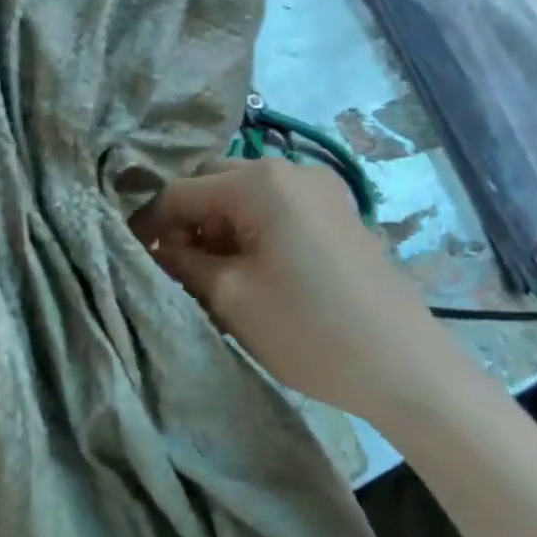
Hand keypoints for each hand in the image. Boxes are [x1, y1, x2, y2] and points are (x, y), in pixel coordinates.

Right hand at [130, 159, 474, 428]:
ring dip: (217, 228)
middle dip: (185, 222)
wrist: (405, 367)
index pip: (179, 191)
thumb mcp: (229, 297)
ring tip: (208, 274)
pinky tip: (247, 271)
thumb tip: (154, 247)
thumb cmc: (308, 329)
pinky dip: (249, 232)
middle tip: (173, 267)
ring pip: (244, 198)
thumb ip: (180, 262)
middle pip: (213, 185)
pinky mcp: (337, 213)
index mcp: (259, 182)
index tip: (131, 257)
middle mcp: (290, 170)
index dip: (148, 224)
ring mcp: (321, 189)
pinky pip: (276, 210)